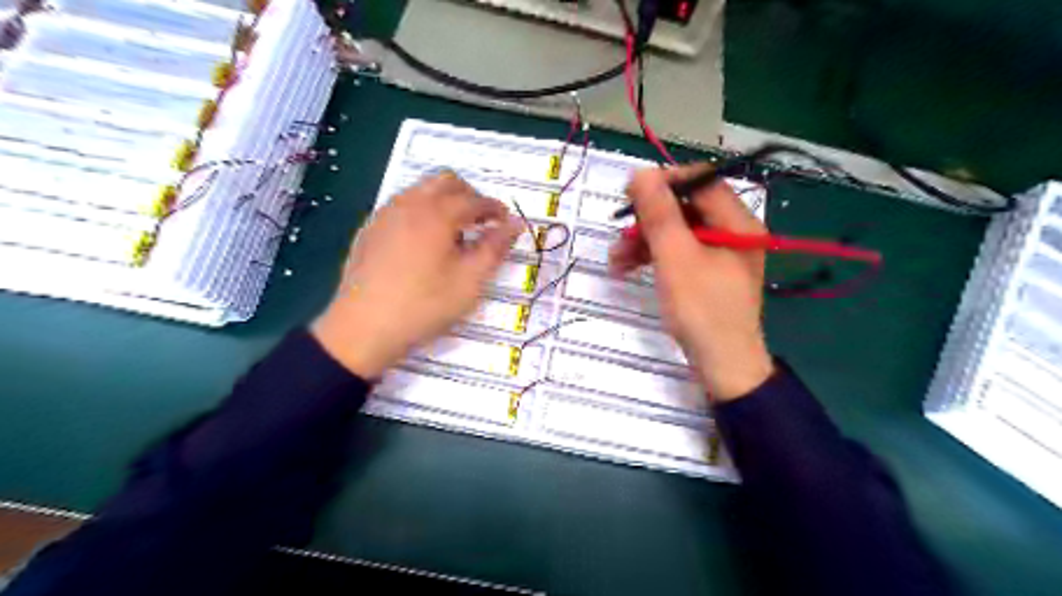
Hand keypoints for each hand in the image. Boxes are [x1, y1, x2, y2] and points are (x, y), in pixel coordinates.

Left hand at [312, 172, 520, 377]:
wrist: (363, 328)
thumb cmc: (424, 305)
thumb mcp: (470, 281)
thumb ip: (495, 248)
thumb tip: (515, 224)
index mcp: (436, 214)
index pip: (474, 199)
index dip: (495, 209)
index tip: (506, 222)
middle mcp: (409, 204)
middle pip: (446, 182)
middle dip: (470, 196)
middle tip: (482, 222)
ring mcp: (385, 214)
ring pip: (421, 190)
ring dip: (444, 201)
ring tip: (455, 232)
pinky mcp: (370, 229)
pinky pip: (402, 205)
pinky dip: (422, 211)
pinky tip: (424, 242)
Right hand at [610, 166, 776, 403]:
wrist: (723, 366)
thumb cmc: (701, 310)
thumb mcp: (675, 258)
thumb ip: (659, 214)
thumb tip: (641, 172)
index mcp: (737, 223)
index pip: (702, 182)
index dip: (666, 182)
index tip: (632, 193)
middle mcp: (733, 233)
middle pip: (687, 209)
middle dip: (649, 220)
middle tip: (619, 232)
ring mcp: (721, 256)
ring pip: (679, 233)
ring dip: (645, 241)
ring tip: (615, 259)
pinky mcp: (708, 275)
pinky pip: (679, 254)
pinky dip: (655, 258)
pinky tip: (627, 268)